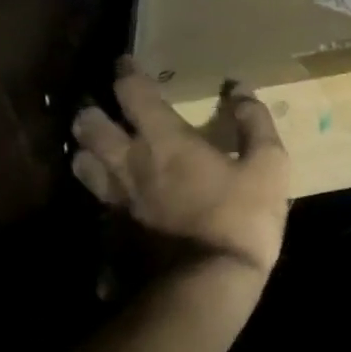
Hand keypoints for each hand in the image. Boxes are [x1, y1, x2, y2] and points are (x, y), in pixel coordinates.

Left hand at [71, 58, 290, 279]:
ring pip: (81, 165)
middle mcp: (129, 165)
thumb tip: (241, 89)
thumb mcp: (268, 165)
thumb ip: (255, 123)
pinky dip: (99, 197)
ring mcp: (115, 203)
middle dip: (92, 110)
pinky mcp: (111, 236)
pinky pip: (96, 207)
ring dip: (86, 151)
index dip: (127, 73)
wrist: (207, 289)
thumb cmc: (240, 219)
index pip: (132, 93)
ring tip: (97, 148)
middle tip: (102, 106)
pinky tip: (111, 202)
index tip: (125, 62)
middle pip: (89, 127)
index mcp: (164, 141)